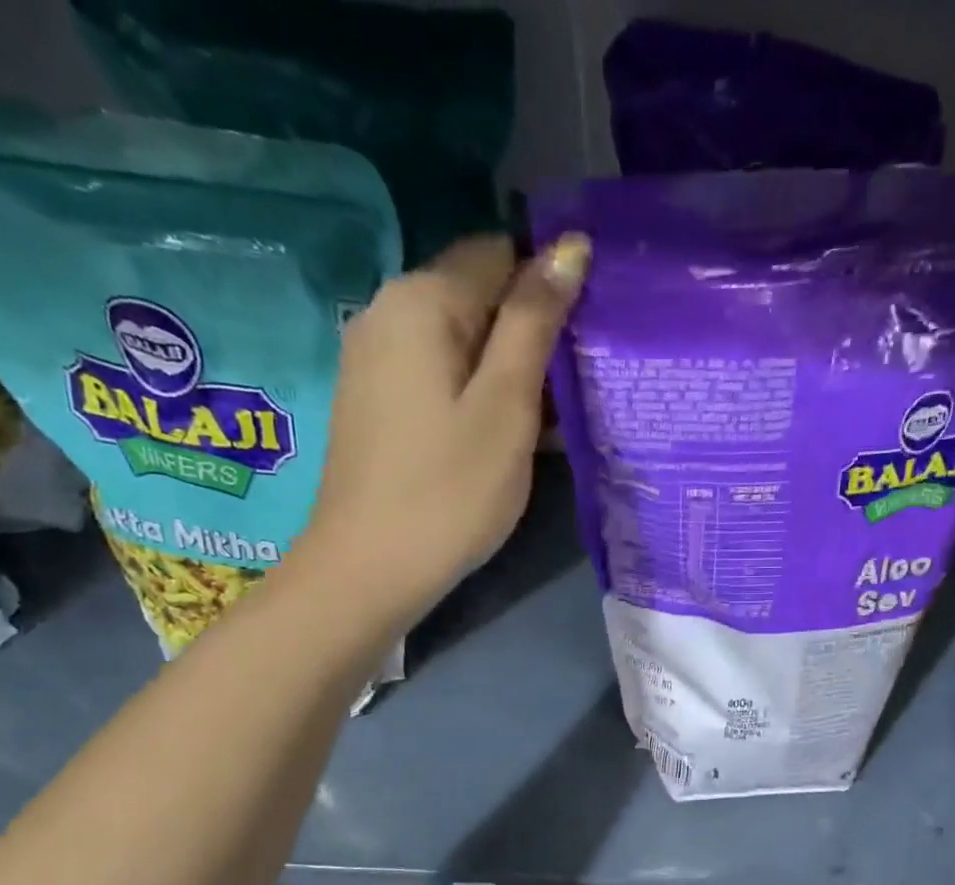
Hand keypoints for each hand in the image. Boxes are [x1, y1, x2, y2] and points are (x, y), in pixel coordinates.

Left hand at [302, 232, 590, 611]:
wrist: (369, 568)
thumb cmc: (450, 490)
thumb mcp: (506, 405)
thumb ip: (535, 322)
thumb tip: (568, 246)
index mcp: (422, 299)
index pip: (500, 253)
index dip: (549, 287)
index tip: (585, 341)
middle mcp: (388, 312)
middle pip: (477, 296)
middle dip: (529, 333)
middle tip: (573, 391)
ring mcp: (374, 359)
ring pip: (459, 342)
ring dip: (506, 370)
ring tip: (548, 422)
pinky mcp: (374, 402)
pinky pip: (437, 376)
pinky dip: (474, 394)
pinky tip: (502, 437)